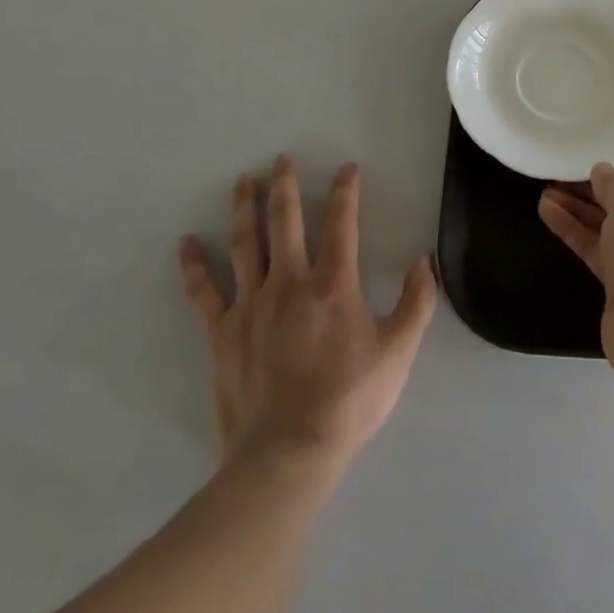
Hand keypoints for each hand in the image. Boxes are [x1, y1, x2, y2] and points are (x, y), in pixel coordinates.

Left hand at [179, 154, 437, 470]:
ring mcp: (251, 305)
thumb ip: (417, 302)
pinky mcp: (222, 333)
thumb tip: (427, 260)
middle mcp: (289, 281)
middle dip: (285, 185)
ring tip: (242, 180)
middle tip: (281, 158)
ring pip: (245, 243)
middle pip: (284, 221)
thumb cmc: (349, 401)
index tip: (346, 168)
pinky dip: (194, 267)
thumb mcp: (398, 352)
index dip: (345, 191)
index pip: (341, 223)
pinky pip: (204, 293)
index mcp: (332, 284)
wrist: (288, 454)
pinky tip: (186, 244)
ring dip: (244, 208)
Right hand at [537, 149, 613, 373]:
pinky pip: (600, 247)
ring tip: (546, 188)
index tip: (609, 146)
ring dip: (580, 207)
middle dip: (598, 185)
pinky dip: (576, 230)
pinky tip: (547, 211)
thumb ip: (611, 183)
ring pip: (611, 224)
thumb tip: (602, 171)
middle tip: (568, 169)